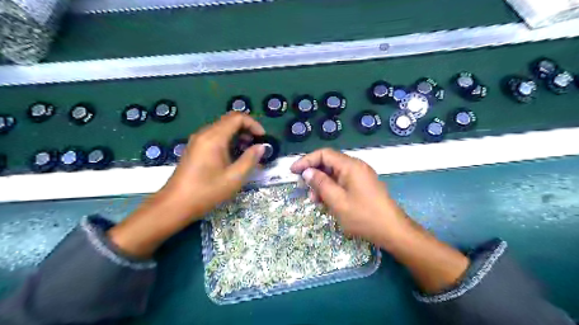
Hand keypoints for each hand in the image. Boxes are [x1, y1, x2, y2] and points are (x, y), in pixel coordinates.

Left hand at [109, 113, 266, 256]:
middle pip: (229, 120)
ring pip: (222, 128)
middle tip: (256, 145)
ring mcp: (198, 140)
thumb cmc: (206, 191)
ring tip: (247, 152)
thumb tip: (261, 147)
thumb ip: (250, 159)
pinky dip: (228, 140)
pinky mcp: (195, 148)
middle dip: (247, 129)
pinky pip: (215, 136)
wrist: (175, 205)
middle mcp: (205, 133)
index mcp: (214, 137)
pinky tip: (233, 156)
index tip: (263, 138)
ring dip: (238, 135)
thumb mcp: (234, 178)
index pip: (237, 117)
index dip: (253, 124)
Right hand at [290, 148, 406, 243]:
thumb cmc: (363, 216)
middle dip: (314, 175)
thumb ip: (320, 183)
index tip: (293, 171)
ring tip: (315, 200)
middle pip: (329, 163)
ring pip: (335, 174)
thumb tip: (307, 171)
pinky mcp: (362, 186)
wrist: (392, 230)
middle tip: (304, 189)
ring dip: (322, 184)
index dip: (306, 160)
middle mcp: (356, 166)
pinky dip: (332, 189)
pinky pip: (342, 182)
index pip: (324, 154)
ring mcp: (360, 176)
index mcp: (350, 166)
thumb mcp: (337, 201)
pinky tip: (327, 202)